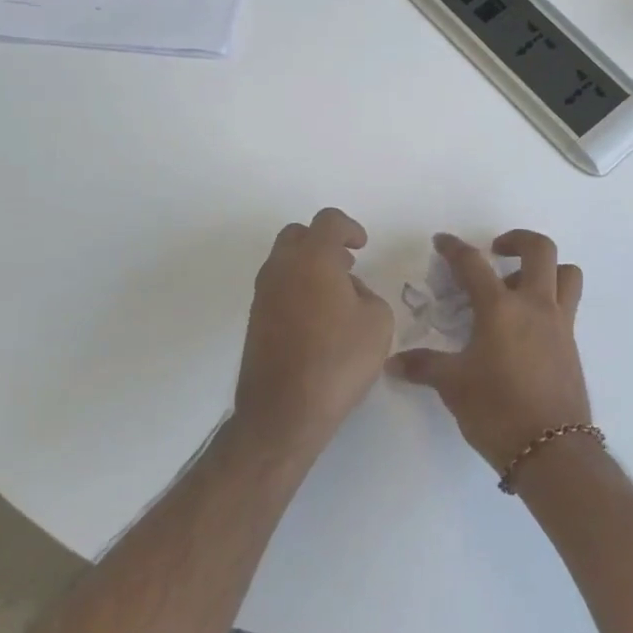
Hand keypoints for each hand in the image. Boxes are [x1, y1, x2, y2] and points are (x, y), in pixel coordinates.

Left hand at [235, 208, 393, 459]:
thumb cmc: (338, 360)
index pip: (328, 221)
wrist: (284, 411)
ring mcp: (263, 294)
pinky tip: (317, 318)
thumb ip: (366, 293)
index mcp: (313, 258)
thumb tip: (347, 291)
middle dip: (322, 241)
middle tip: (345, 264)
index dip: (349, 228)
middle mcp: (281, 267)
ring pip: (284, 261)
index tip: (362, 246)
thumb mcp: (377, 321)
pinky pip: (277, 287)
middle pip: (297, 234)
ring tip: (334, 294)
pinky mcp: (255, 320)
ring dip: (308, 265)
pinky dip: (296, 288)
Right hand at [392, 230, 590, 472]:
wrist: (552, 450)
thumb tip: (394, 362)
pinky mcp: (572, 344)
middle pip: (540, 250)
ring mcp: (560, 323)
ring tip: (519, 286)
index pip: (473, 264)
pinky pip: (568, 305)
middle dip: (517, 240)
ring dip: (546, 269)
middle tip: (496, 251)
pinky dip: (551, 300)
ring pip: (566, 274)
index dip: (454, 248)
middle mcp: (535, 306)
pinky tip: (527, 327)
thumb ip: (424, 367)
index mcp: (501, 308)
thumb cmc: (497, 411)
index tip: (442, 241)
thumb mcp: (453, 386)